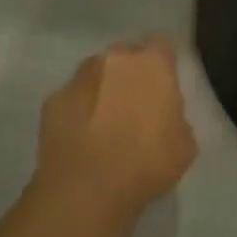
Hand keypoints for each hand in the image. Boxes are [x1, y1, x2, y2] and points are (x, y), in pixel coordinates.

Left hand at [34, 37, 197, 218]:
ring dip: (103, 88)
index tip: (165, 85)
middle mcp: (114, 60)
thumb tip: (164, 116)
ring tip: (106, 121)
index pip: (162, 46)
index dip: (164, 64)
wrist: (86, 190)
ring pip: (96, 73)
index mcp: (152, 65)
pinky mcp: (52, 100)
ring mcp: (79, 78)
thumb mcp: (184, 145)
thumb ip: (175, 117)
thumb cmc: (146, 164)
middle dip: (131, 72)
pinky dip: (79, 110)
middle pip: (125, 55)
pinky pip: (73, 98)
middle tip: (137, 103)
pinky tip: (83, 136)